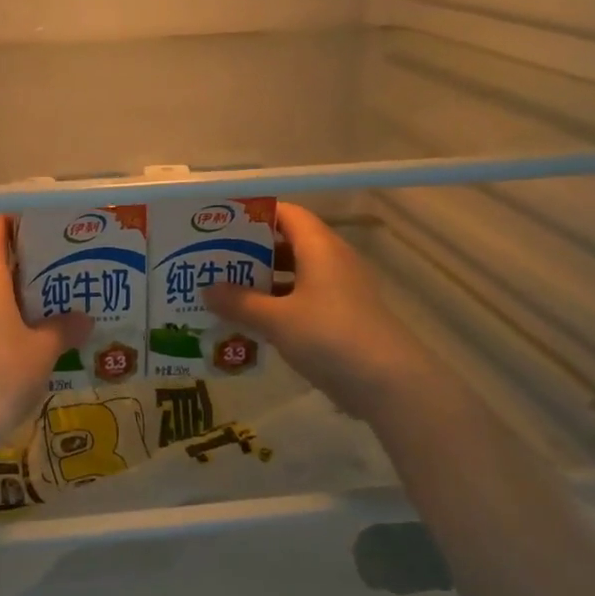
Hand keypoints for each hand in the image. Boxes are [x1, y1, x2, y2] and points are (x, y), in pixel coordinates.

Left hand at [0, 218, 91, 459]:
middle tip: (64, 268)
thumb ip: (65, 328)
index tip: (46, 227)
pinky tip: (30, 338)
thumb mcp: (43, 351)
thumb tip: (85, 318)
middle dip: (27, 263)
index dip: (16, 223)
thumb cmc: (1, 375)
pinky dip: (5, 319)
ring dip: (17, 294)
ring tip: (54, 303)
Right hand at [204, 202, 430, 418]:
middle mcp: (331, 261)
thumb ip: (240, 302)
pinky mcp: (340, 318)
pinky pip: (301, 300)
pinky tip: (249, 322)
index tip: (219, 223)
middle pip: (287, 243)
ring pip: (293, 275)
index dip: (254, 214)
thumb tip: (207, 289)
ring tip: (223, 291)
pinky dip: (276, 305)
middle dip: (250, 251)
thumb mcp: (277, 319)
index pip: (286, 213)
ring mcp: (339, 291)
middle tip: (211, 260)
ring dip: (261, 282)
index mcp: (320, 247)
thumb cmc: (329, 336)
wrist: (387, 382)